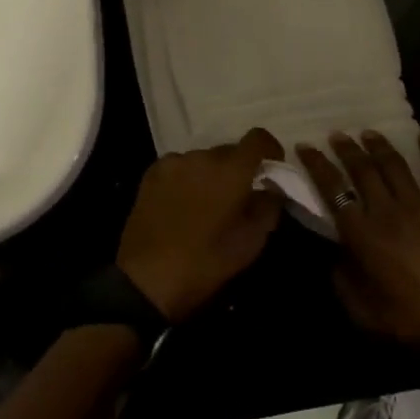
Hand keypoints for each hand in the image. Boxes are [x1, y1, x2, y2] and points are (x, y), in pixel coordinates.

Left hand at [117, 129, 285, 323]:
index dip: (270, 149)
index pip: (258, 138)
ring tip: (206, 204)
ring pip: (203, 159)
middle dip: (239, 168)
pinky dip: (188, 178)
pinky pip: (180, 167)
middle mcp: (203, 156)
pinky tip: (182, 204)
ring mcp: (174, 162)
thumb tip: (273, 188)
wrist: (146, 280)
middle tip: (238, 197)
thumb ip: (269, 207)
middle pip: (230, 150)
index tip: (272, 167)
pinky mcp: (152, 173)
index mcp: (231, 170)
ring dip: (211, 174)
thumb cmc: (206, 263)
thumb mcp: (250, 243)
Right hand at [297, 131, 419, 379]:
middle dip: (346, 148)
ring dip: (378, 145)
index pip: (333, 189)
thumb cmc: (409, 322)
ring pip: (394, 164)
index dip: (317, 165)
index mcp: (362, 235)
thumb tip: (334, 251)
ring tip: (368, 133)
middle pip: (362, 169)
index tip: (306, 147)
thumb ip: (342, 278)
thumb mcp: (361, 311)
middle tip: (337, 135)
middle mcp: (387, 211)